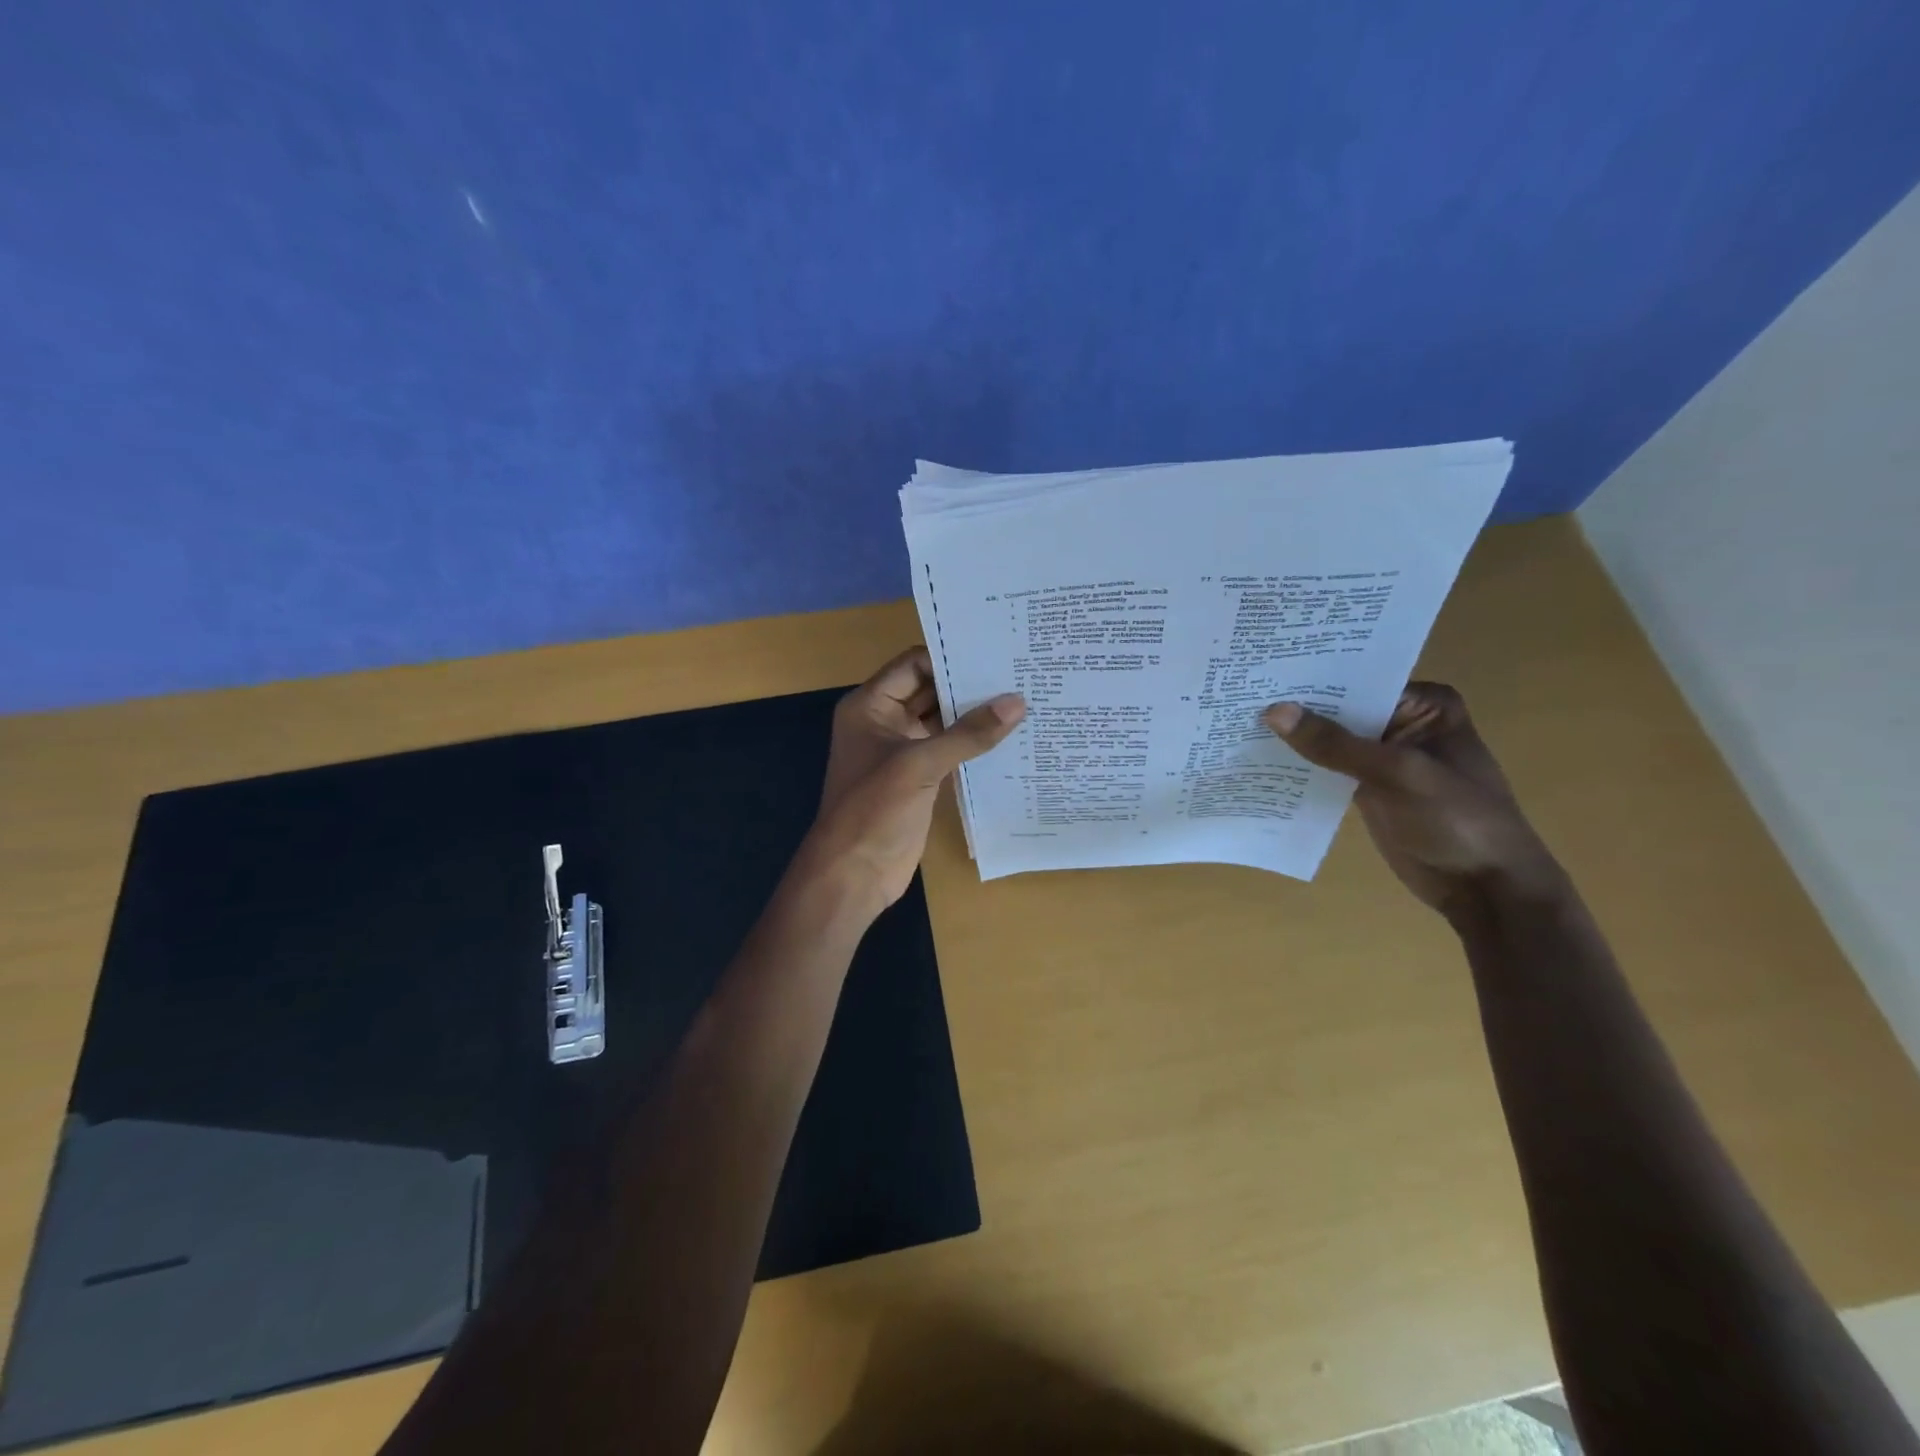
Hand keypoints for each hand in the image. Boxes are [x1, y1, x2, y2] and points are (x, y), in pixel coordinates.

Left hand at [800, 648, 1024, 916]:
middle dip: (970, 685)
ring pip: (943, 723)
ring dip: (976, 716)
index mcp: (871, 706)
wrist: (854, 874)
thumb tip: (1017, 703)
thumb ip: (968, 734)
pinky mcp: (920, 779)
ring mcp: (903, 752)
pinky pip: (950, 751)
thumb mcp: (920, 765)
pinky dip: (975, 745)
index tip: (995, 651)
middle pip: (931, 691)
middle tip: (1020, 672)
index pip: (914, 665)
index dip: (950, 657)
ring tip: (1025, 699)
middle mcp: (885, 722)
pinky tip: (1011, 739)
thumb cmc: (874, 809)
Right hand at [1263, 684, 1560, 916]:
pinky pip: (1326, 768)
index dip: (1313, 677)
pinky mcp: (1367, 787)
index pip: (1358, 680)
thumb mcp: (1398, 774)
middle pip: (1339, 708)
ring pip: (1329, 739)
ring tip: (1236, 721)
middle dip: (1297, 707)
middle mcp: (1402, 722)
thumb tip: (1273, 710)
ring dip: (1293, 737)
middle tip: (1239, 694)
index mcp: (1424, 704)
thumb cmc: (1458, 819)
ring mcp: (1383, 757)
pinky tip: (1257, 758)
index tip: (1263, 671)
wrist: (1485, 888)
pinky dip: (1300, 766)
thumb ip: (1335, 744)